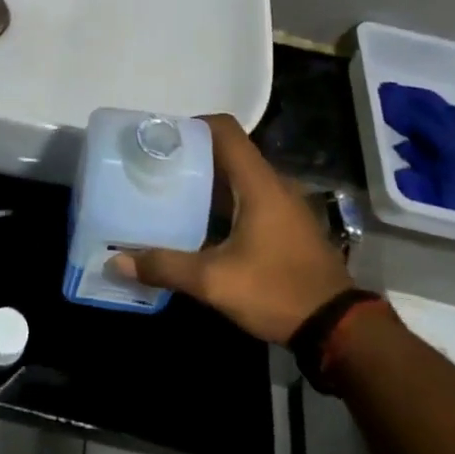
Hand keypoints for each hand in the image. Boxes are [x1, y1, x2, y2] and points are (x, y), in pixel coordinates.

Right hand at [111, 113, 351, 343]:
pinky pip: (247, 198)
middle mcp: (272, 184)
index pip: (224, 129)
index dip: (191, 125)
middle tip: (153, 168)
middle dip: (190, 155)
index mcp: (258, 182)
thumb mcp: (215, 282)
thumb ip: (165, 267)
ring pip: (237, 177)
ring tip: (167, 193)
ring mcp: (282, 205)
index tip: (160, 139)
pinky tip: (197, 225)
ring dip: (205, 181)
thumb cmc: (277, 291)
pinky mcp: (285, 226)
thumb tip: (116, 261)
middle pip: (227, 152)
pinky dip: (220, 202)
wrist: (339, 328)